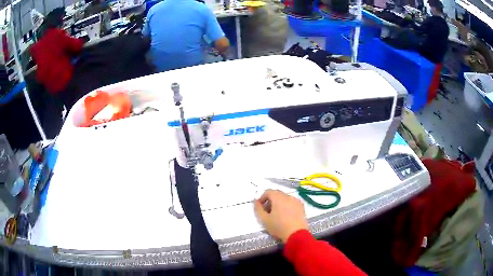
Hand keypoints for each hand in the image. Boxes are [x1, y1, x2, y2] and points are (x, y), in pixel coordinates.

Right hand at [254, 189, 308, 242]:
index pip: (268, 192)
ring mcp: (296, 201)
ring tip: (277, 215)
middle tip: (267, 212)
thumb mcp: (264, 219)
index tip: (260, 207)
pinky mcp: (301, 207)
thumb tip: (256, 202)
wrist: (296, 234)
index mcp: (278, 198)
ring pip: (285, 198)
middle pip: (277, 194)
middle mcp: (288, 196)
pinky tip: (286, 216)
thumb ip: (258, 209)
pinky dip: (287, 206)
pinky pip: (292, 203)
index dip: (262, 198)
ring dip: (279, 203)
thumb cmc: (278, 227)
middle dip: (270, 201)